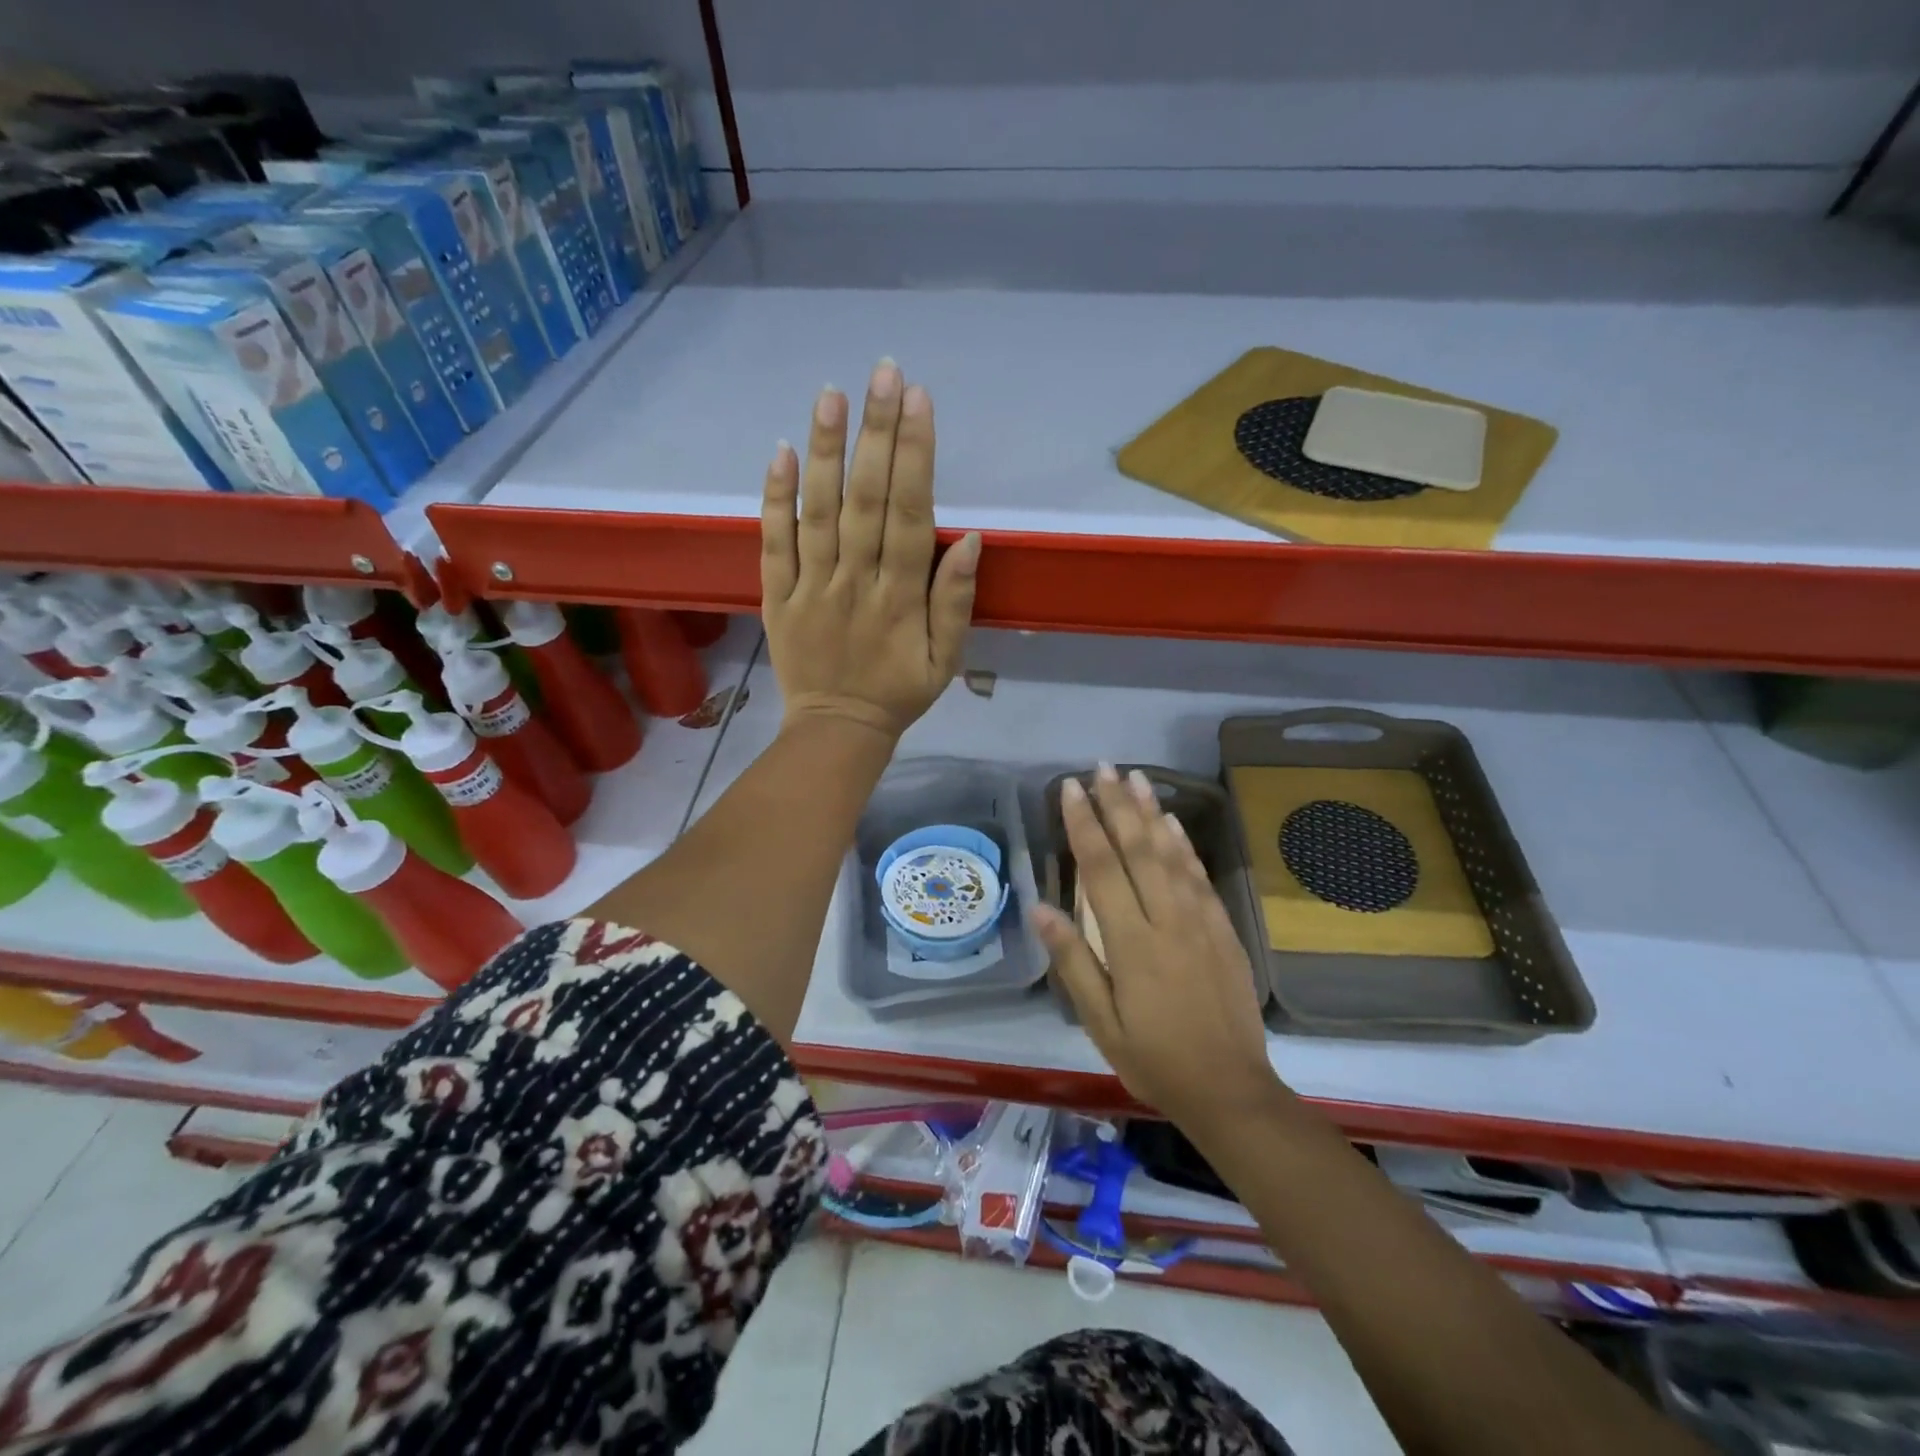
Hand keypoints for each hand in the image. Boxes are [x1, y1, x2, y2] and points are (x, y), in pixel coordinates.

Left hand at [761, 362, 979, 741]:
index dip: (916, 458)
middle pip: (866, 500)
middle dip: (877, 434)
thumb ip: (956, 603)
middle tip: (883, 372)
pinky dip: (774, 498)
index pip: (911, 516)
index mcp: (901, 599)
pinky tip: (781, 451)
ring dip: (826, 451)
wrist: (837, 730)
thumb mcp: (945, 661)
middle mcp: (856, 583)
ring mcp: (811, 587)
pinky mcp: (777, 596)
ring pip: (819, 512)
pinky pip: (773, 543)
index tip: (919, 402)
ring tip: (832, 393)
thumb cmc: (898, 693)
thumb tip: (971, 541)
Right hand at [1033, 764, 1281, 1129]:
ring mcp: (1200, 921)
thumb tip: (1039, 908)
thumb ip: (1072, 961)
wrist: (1231, 1090)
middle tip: (1101, 767)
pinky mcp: (1223, 929)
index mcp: (1131, 943)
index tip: (1069, 788)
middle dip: (1116, 804)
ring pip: (1172, 854)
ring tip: (1135, 776)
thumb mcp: (1100, 1022)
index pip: (1102, 869)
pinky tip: (1172, 822)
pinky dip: (1184, 844)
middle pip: (1138, 849)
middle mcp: (1167, 920)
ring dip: (1150, 812)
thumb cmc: (1153, 1059)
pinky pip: (1201, 876)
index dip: (1083, 824)